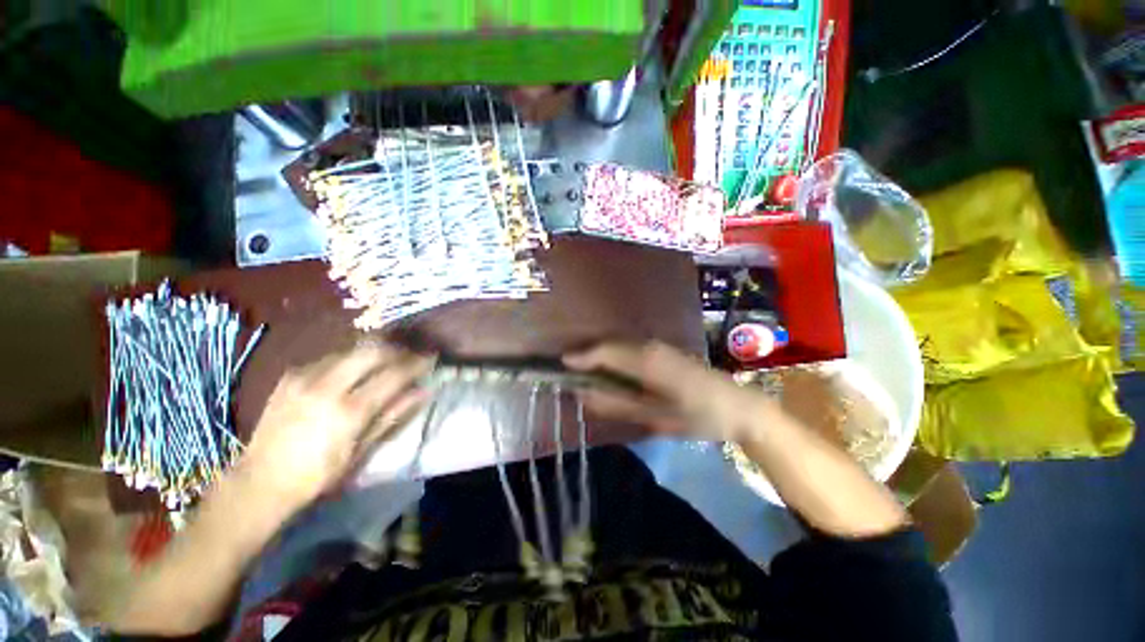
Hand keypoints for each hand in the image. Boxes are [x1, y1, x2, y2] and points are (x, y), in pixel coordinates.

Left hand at [242, 343, 434, 506]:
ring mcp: (305, 377)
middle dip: (397, 349)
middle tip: (410, 355)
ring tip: (386, 361)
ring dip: (374, 352)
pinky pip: (330, 357)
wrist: (259, 482)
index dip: (417, 363)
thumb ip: (392, 416)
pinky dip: (350, 360)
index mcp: (348, 410)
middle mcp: (327, 386)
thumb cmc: (318, 475)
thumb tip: (422, 391)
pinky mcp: (291, 375)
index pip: (394, 374)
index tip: (431, 358)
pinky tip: (353, 371)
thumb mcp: (362, 451)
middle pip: (373, 351)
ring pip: (351, 350)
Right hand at [563, 341, 773, 441]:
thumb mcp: (655, 417)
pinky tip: (611, 371)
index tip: (562, 364)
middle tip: (570, 371)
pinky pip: (631, 349)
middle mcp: (650, 346)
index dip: (582, 357)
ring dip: (601, 356)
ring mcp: (659, 346)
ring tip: (585, 372)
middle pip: (610, 345)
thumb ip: (617, 405)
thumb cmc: (699, 416)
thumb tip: (585, 395)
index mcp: (647, 361)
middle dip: (588, 355)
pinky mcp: (664, 350)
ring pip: (620, 345)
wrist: (740, 407)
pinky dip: (616, 357)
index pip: (605, 352)